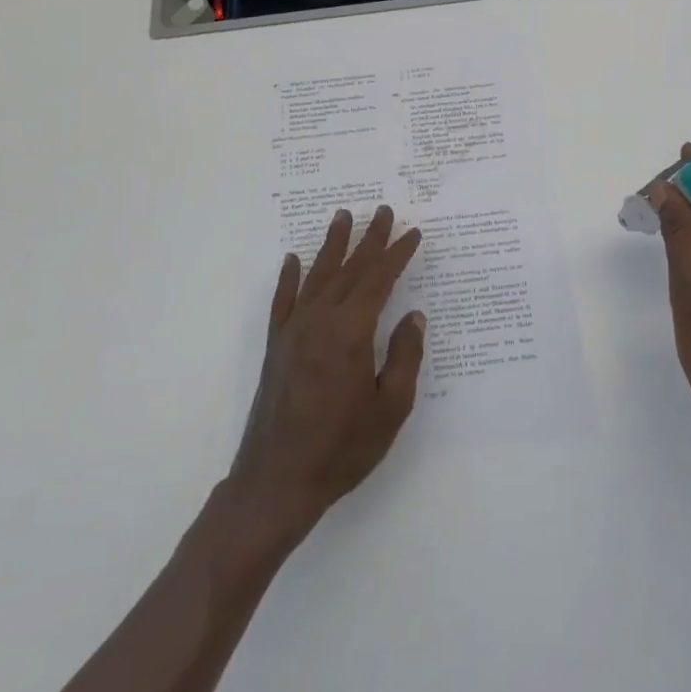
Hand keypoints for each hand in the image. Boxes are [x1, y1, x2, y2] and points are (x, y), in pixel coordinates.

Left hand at [227, 207, 426, 551]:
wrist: (277, 480)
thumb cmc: (342, 448)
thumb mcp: (390, 407)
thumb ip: (404, 357)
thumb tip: (414, 317)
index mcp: (351, 332)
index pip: (379, 280)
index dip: (397, 254)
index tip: (413, 233)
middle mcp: (319, 320)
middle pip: (349, 269)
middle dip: (369, 239)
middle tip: (383, 211)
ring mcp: (293, 330)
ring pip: (316, 275)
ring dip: (332, 245)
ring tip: (342, 216)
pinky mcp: (276, 346)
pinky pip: (283, 300)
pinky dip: (289, 277)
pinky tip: (292, 260)